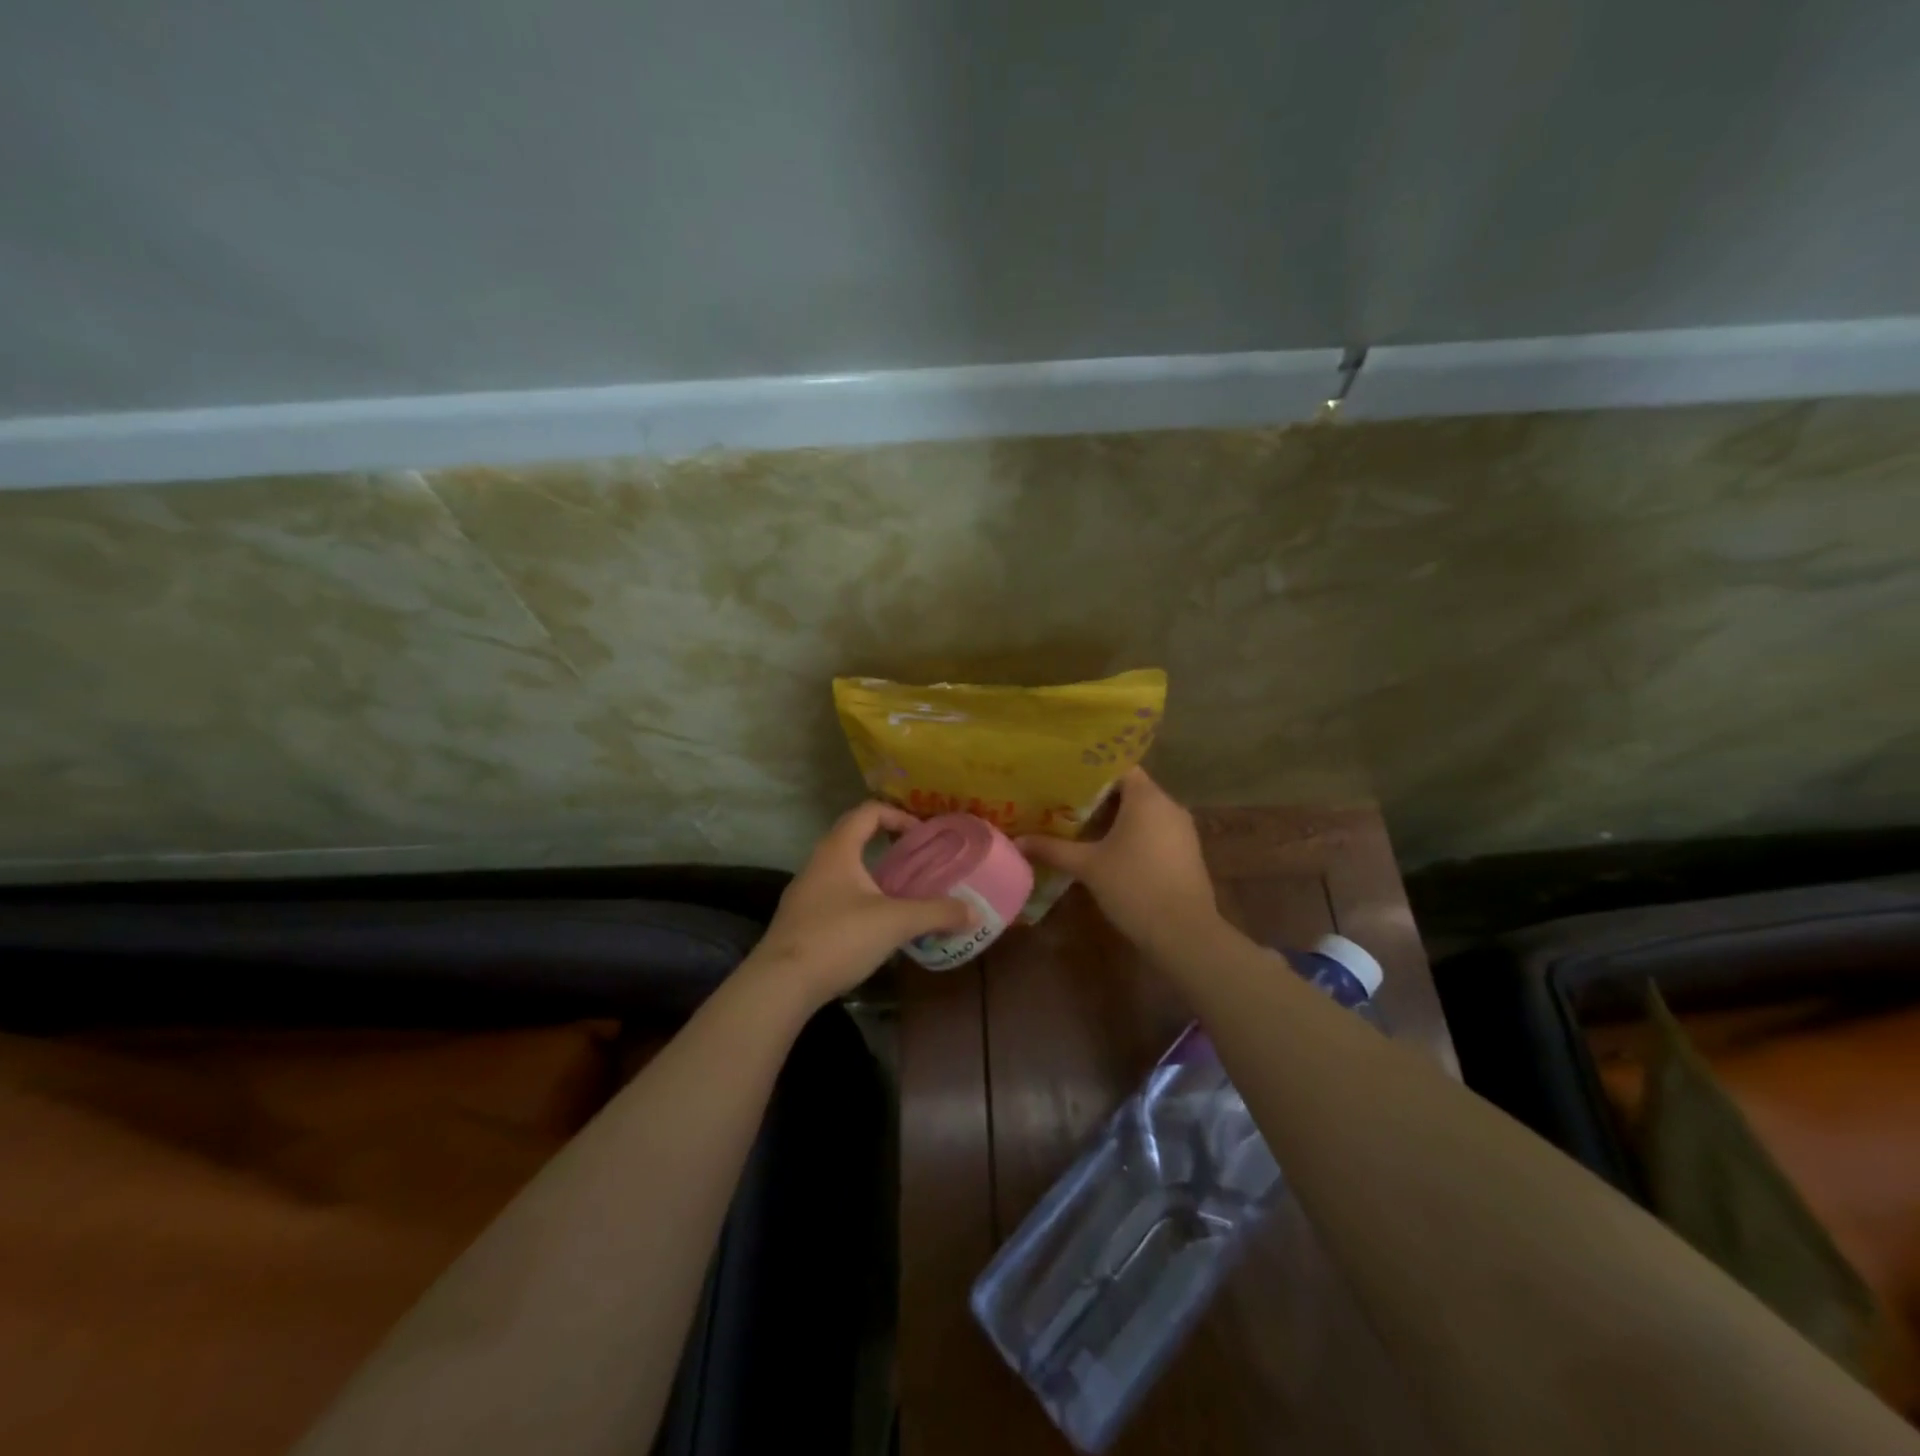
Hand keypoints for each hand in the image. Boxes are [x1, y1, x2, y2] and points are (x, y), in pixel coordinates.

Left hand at [748, 802, 973, 1011]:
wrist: (780, 984)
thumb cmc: (838, 937)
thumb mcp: (895, 923)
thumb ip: (936, 913)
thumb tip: (974, 912)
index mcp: (838, 850)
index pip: (868, 812)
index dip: (898, 816)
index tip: (922, 836)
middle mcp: (818, 862)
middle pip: (854, 837)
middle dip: (888, 846)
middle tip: (918, 862)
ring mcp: (805, 892)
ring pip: (845, 870)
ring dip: (874, 875)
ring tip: (903, 895)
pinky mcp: (801, 920)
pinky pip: (836, 895)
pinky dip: (860, 899)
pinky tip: (876, 926)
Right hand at [1020, 768, 1220, 952]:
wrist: (1185, 933)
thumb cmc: (1134, 887)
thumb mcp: (1087, 866)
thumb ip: (1052, 849)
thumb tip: (1017, 841)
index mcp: (1147, 797)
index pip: (1119, 766)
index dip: (1091, 771)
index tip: (1064, 778)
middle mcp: (1168, 805)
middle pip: (1130, 789)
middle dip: (1098, 797)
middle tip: (1063, 803)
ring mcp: (1182, 830)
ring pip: (1144, 812)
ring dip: (1116, 818)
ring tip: (1081, 827)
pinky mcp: (1186, 852)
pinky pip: (1155, 831)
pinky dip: (1133, 835)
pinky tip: (1110, 852)